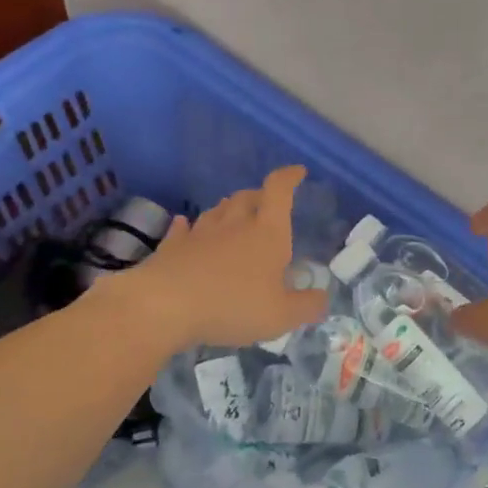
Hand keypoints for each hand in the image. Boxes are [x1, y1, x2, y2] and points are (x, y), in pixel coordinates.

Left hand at [110, 166, 328, 350]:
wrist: (164, 306)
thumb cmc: (232, 305)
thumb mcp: (281, 316)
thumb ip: (306, 306)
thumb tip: (323, 298)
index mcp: (267, 233)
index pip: (279, 191)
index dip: (289, 177)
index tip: (298, 172)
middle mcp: (234, 224)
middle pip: (248, 197)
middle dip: (260, 196)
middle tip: (267, 205)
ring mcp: (200, 233)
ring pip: (218, 210)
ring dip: (229, 210)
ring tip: (235, 218)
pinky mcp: (172, 247)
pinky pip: (184, 229)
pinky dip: (189, 227)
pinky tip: (187, 228)